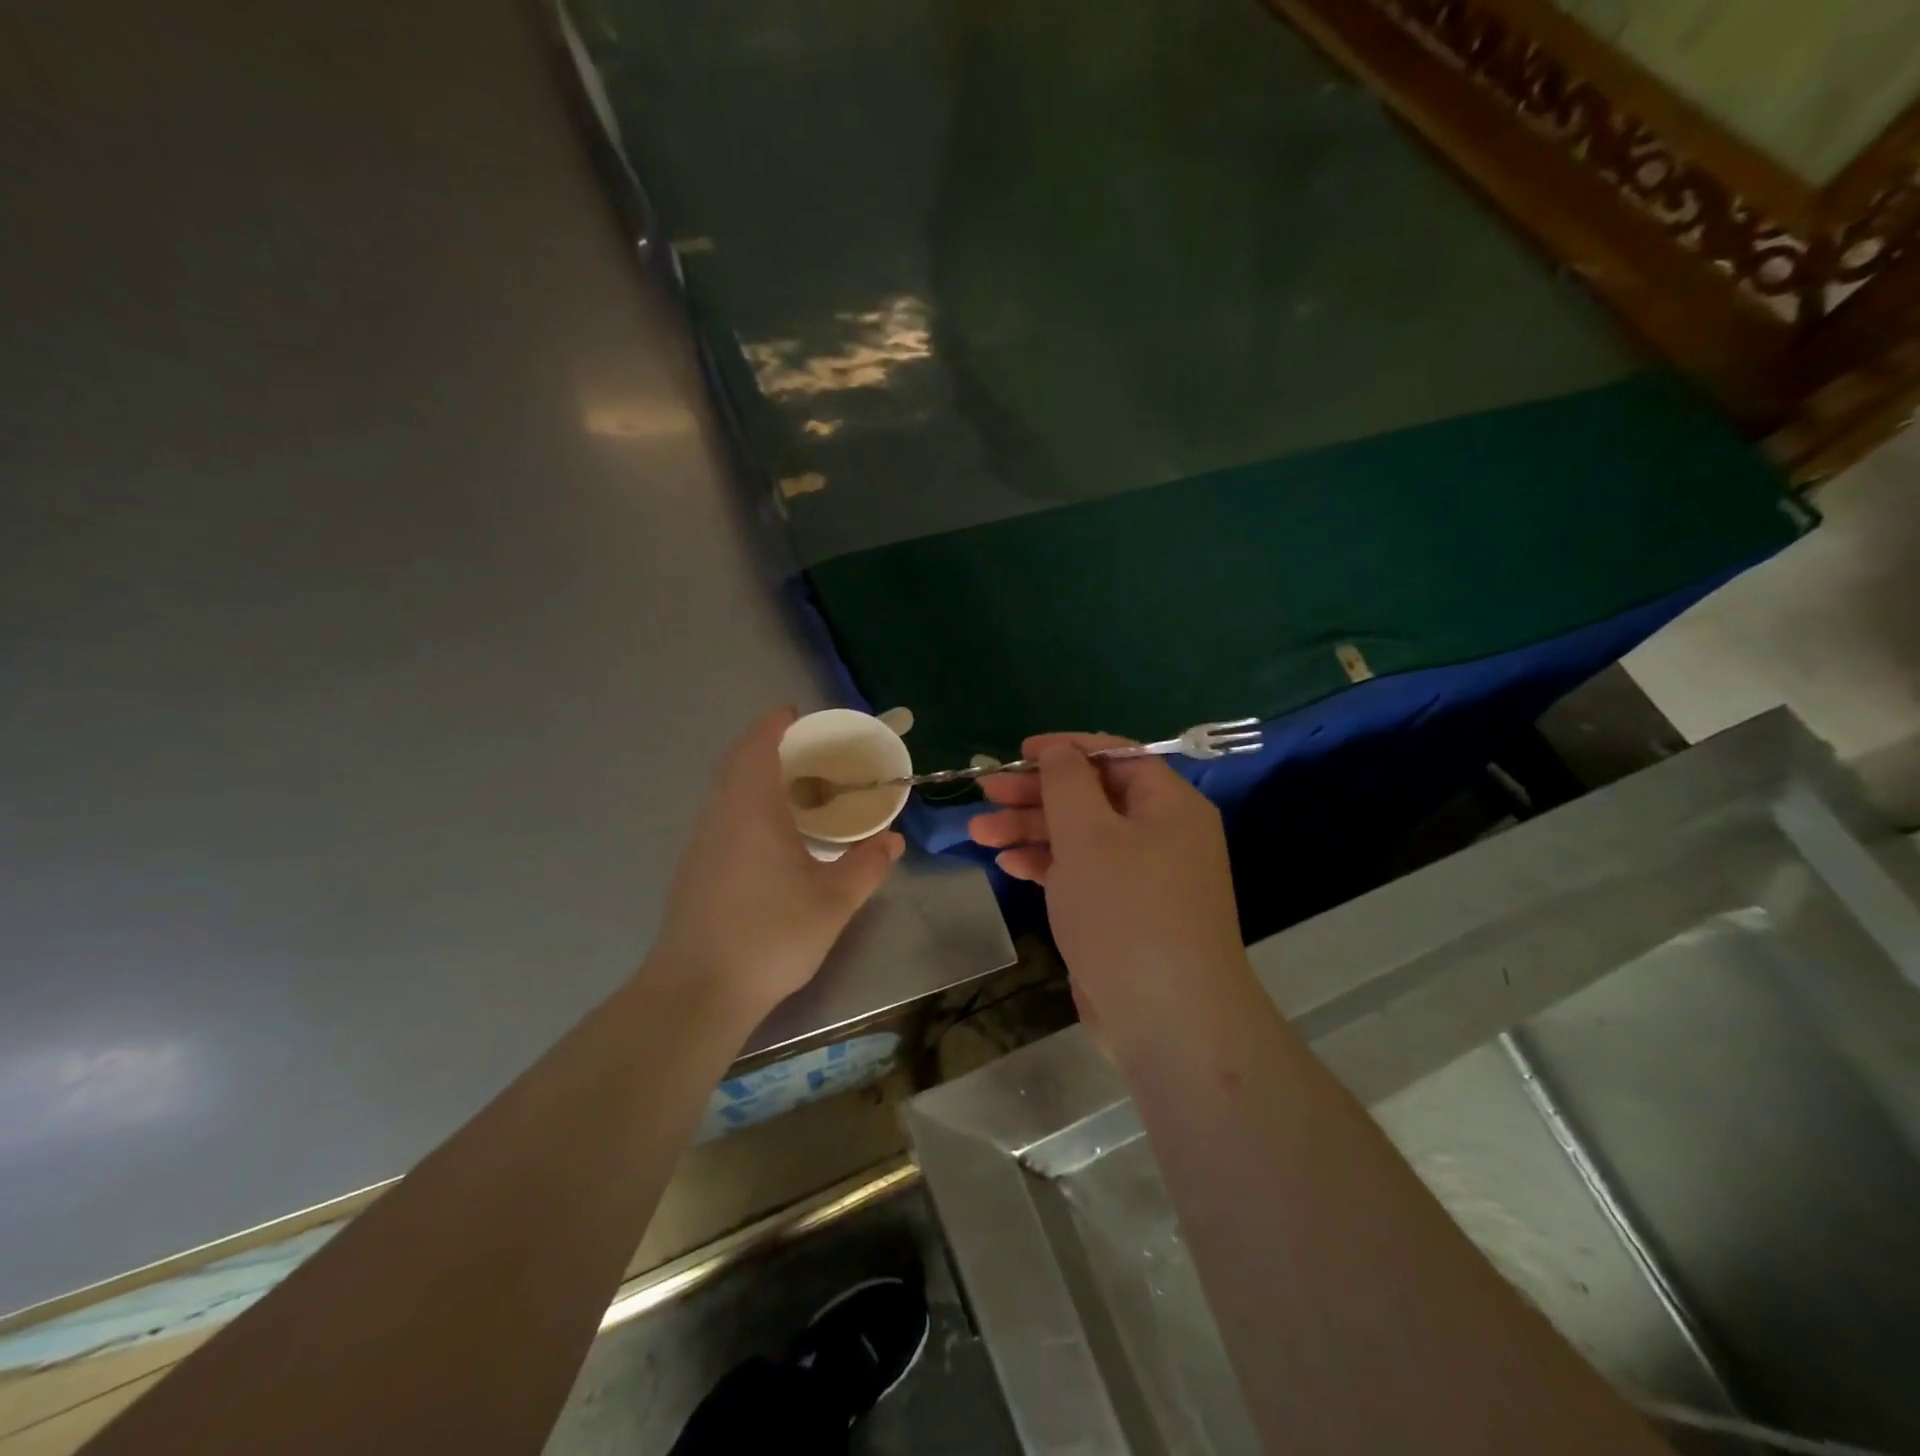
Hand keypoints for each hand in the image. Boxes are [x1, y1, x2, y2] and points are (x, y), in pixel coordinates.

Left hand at [651, 708, 903, 1021]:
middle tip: (805, 752)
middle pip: (735, 762)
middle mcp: (720, 815)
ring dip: (753, 777)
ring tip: (794, 790)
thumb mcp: (834, 901)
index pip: (756, 746)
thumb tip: (894, 840)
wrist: (698, 990)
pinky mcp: (693, 869)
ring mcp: (701, 843)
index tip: (796, 715)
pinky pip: (721, 816)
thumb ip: (868, 866)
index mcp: (752, 809)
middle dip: (765, 746)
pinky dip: (744, 805)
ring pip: (724, 791)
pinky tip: (771, 837)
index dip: (773, 724)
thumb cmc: (771, 935)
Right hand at [969, 734, 1248, 1039]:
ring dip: (1031, 830)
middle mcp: (1162, 835)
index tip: (1019, 752)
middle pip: (1092, 797)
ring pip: (1082, 837)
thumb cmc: (1126, 911)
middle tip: (986, 793)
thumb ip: (1067, 782)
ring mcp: (1143, 878)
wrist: (1167, 1020)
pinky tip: (1008, 865)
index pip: (1115, 756)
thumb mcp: (1089, 834)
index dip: (1066, 749)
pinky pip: (1083, 874)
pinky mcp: (1124, 914)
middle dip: (1036, 794)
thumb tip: (1059, 751)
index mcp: (1168, 804)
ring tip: (979, 832)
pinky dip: (1047, 865)